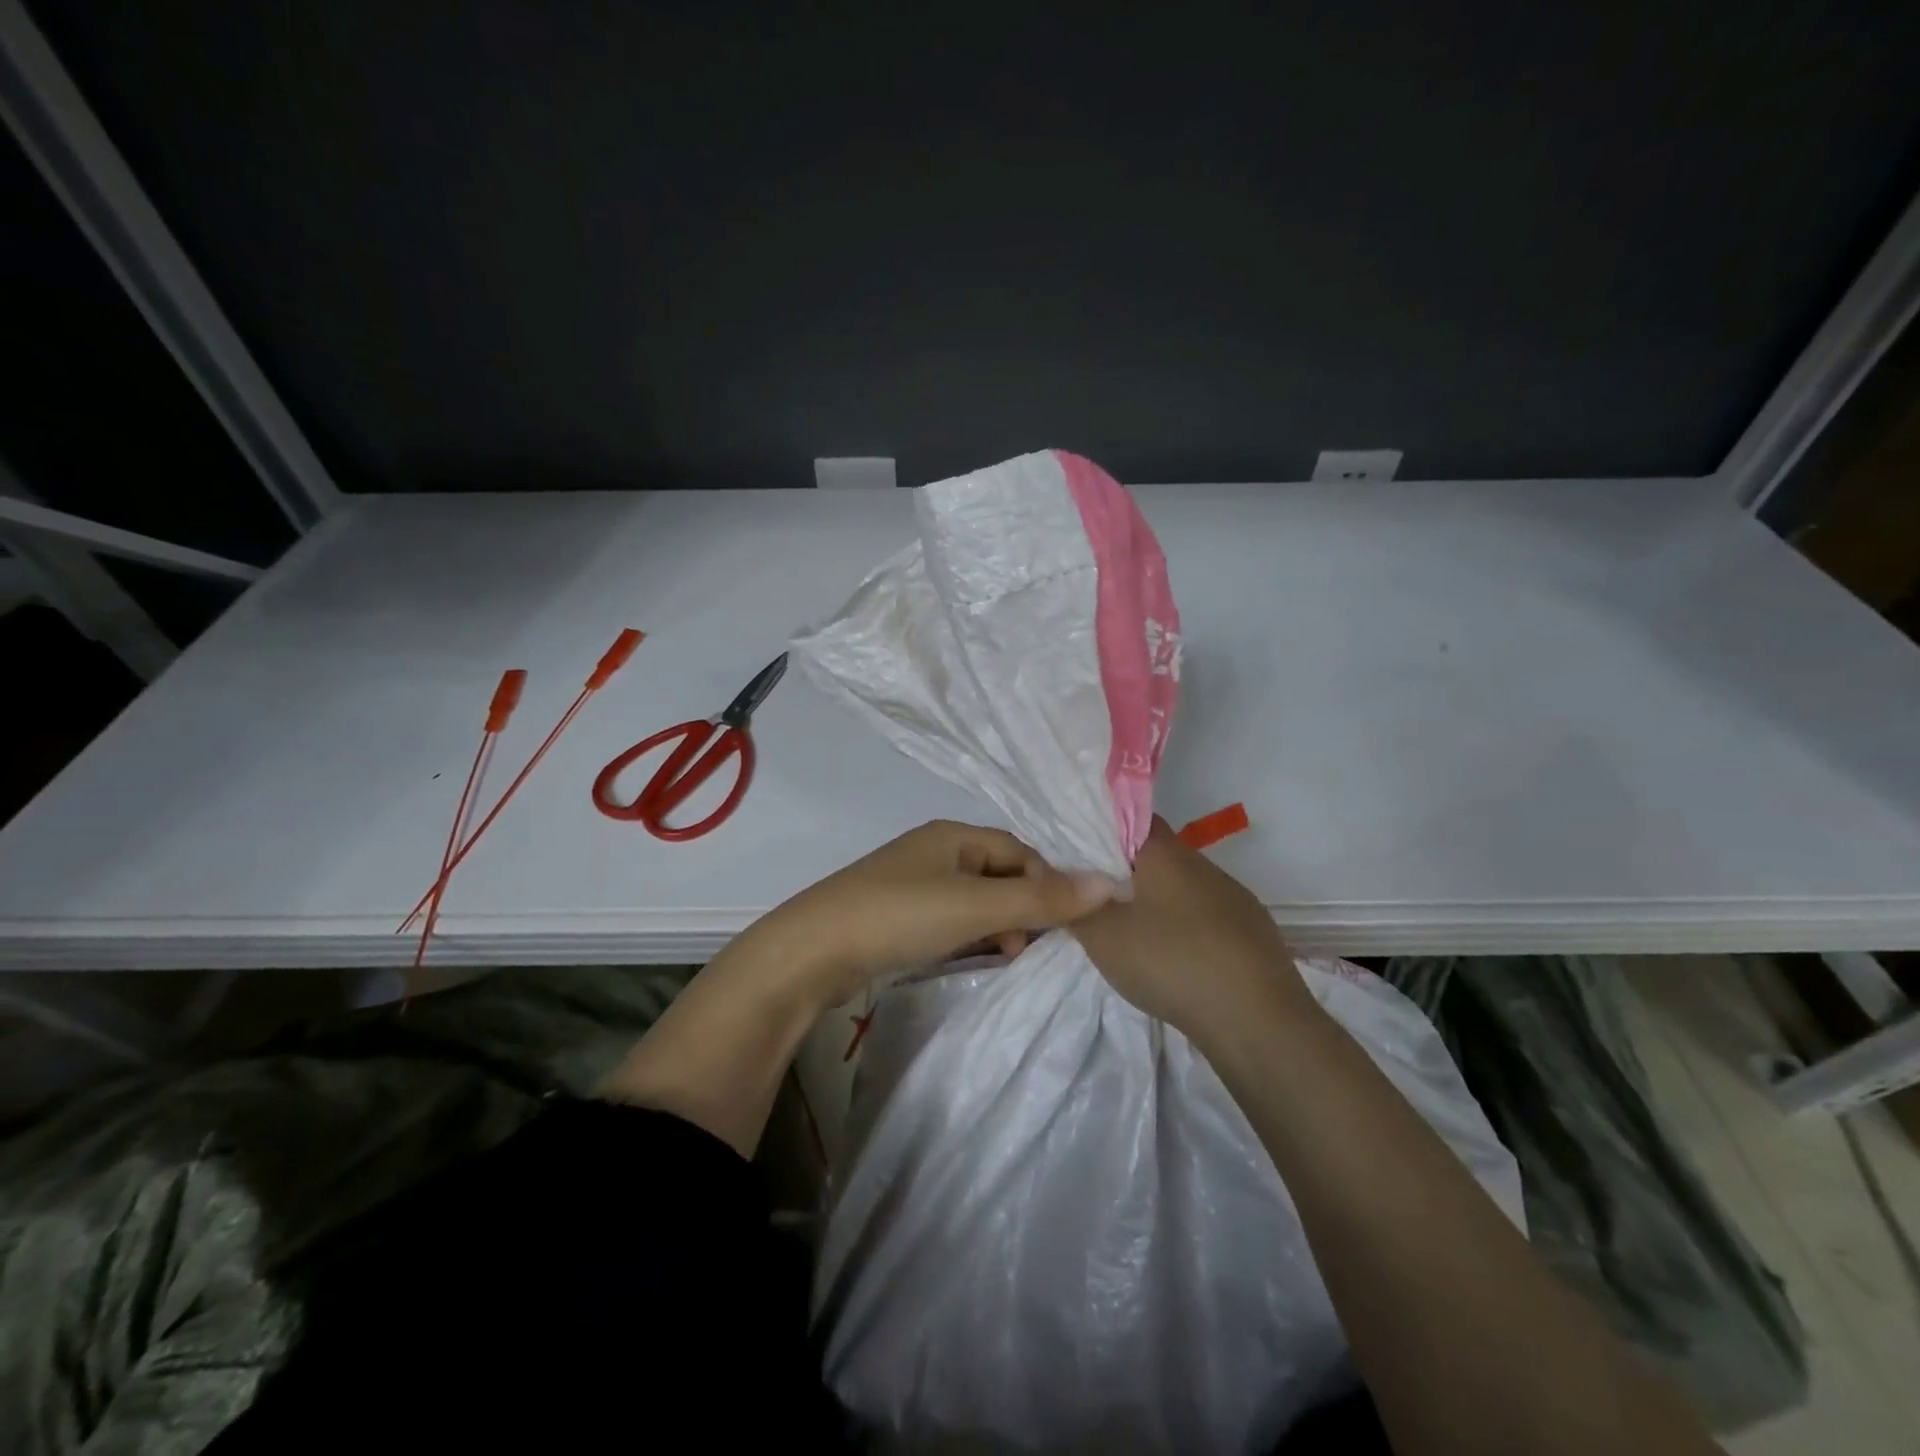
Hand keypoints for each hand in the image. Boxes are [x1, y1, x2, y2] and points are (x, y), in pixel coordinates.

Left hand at [755, 820, 1120, 1009]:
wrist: (812, 951)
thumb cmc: (900, 915)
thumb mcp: (977, 907)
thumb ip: (1042, 899)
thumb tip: (1111, 883)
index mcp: (953, 835)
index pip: (1020, 851)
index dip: (1048, 883)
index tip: (1065, 923)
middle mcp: (934, 851)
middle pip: (998, 874)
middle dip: (1024, 907)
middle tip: (1034, 946)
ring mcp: (912, 883)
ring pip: (975, 899)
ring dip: (998, 925)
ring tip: (1007, 956)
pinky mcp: (895, 914)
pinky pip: (949, 919)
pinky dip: (969, 936)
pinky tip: (972, 957)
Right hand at [1072, 817, 1309, 1048]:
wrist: (1257, 1019)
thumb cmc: (1171, 962)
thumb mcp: (1103, 937)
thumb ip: (1074, 906)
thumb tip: (1058, 882)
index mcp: (1166, 853)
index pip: (1130, 819)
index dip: (1103, 832)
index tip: (1081, 857)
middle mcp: (1202, 864)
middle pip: (1157, 854)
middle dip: (1128, 872)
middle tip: (1099, 900)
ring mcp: (1234, 896)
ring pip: (1185, 886)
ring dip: (1160, 902)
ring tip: (1136, 934)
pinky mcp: (1254, 930)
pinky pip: (1209, 916)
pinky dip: (1187, 928)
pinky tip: (1178, 959)